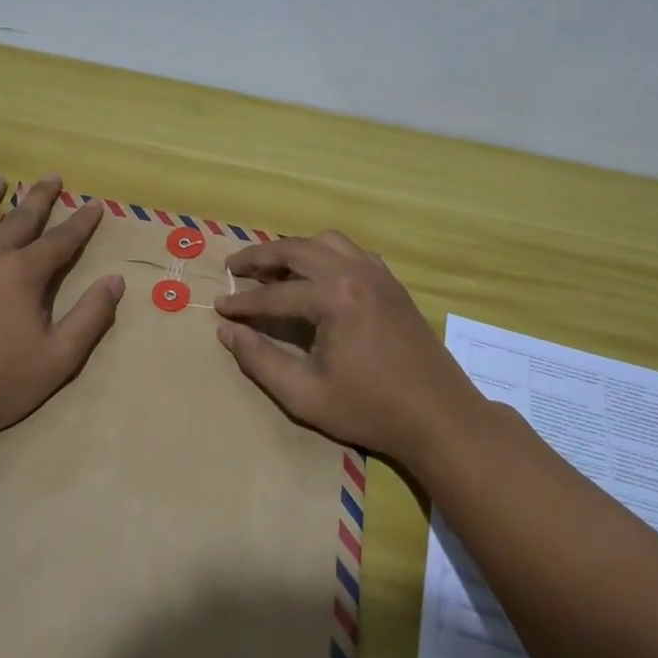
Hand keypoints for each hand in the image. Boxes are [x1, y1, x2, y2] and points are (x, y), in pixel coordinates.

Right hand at [213, 230, 481, 463]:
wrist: (439, 416)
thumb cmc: (370, 409)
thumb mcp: (305, 395)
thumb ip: (260, 360)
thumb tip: (227, 331)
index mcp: (334, 298)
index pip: (275, 293)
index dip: (243, 302)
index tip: (218, 306)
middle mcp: (355, 272)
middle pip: (297, 250)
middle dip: (260, 256)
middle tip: (233, 266)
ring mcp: (377, 273)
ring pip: (326, 241)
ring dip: (295, 249)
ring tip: (272, 267)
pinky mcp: (391, 282)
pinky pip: (351, 251)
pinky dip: (326, 254)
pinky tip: (316, 275)